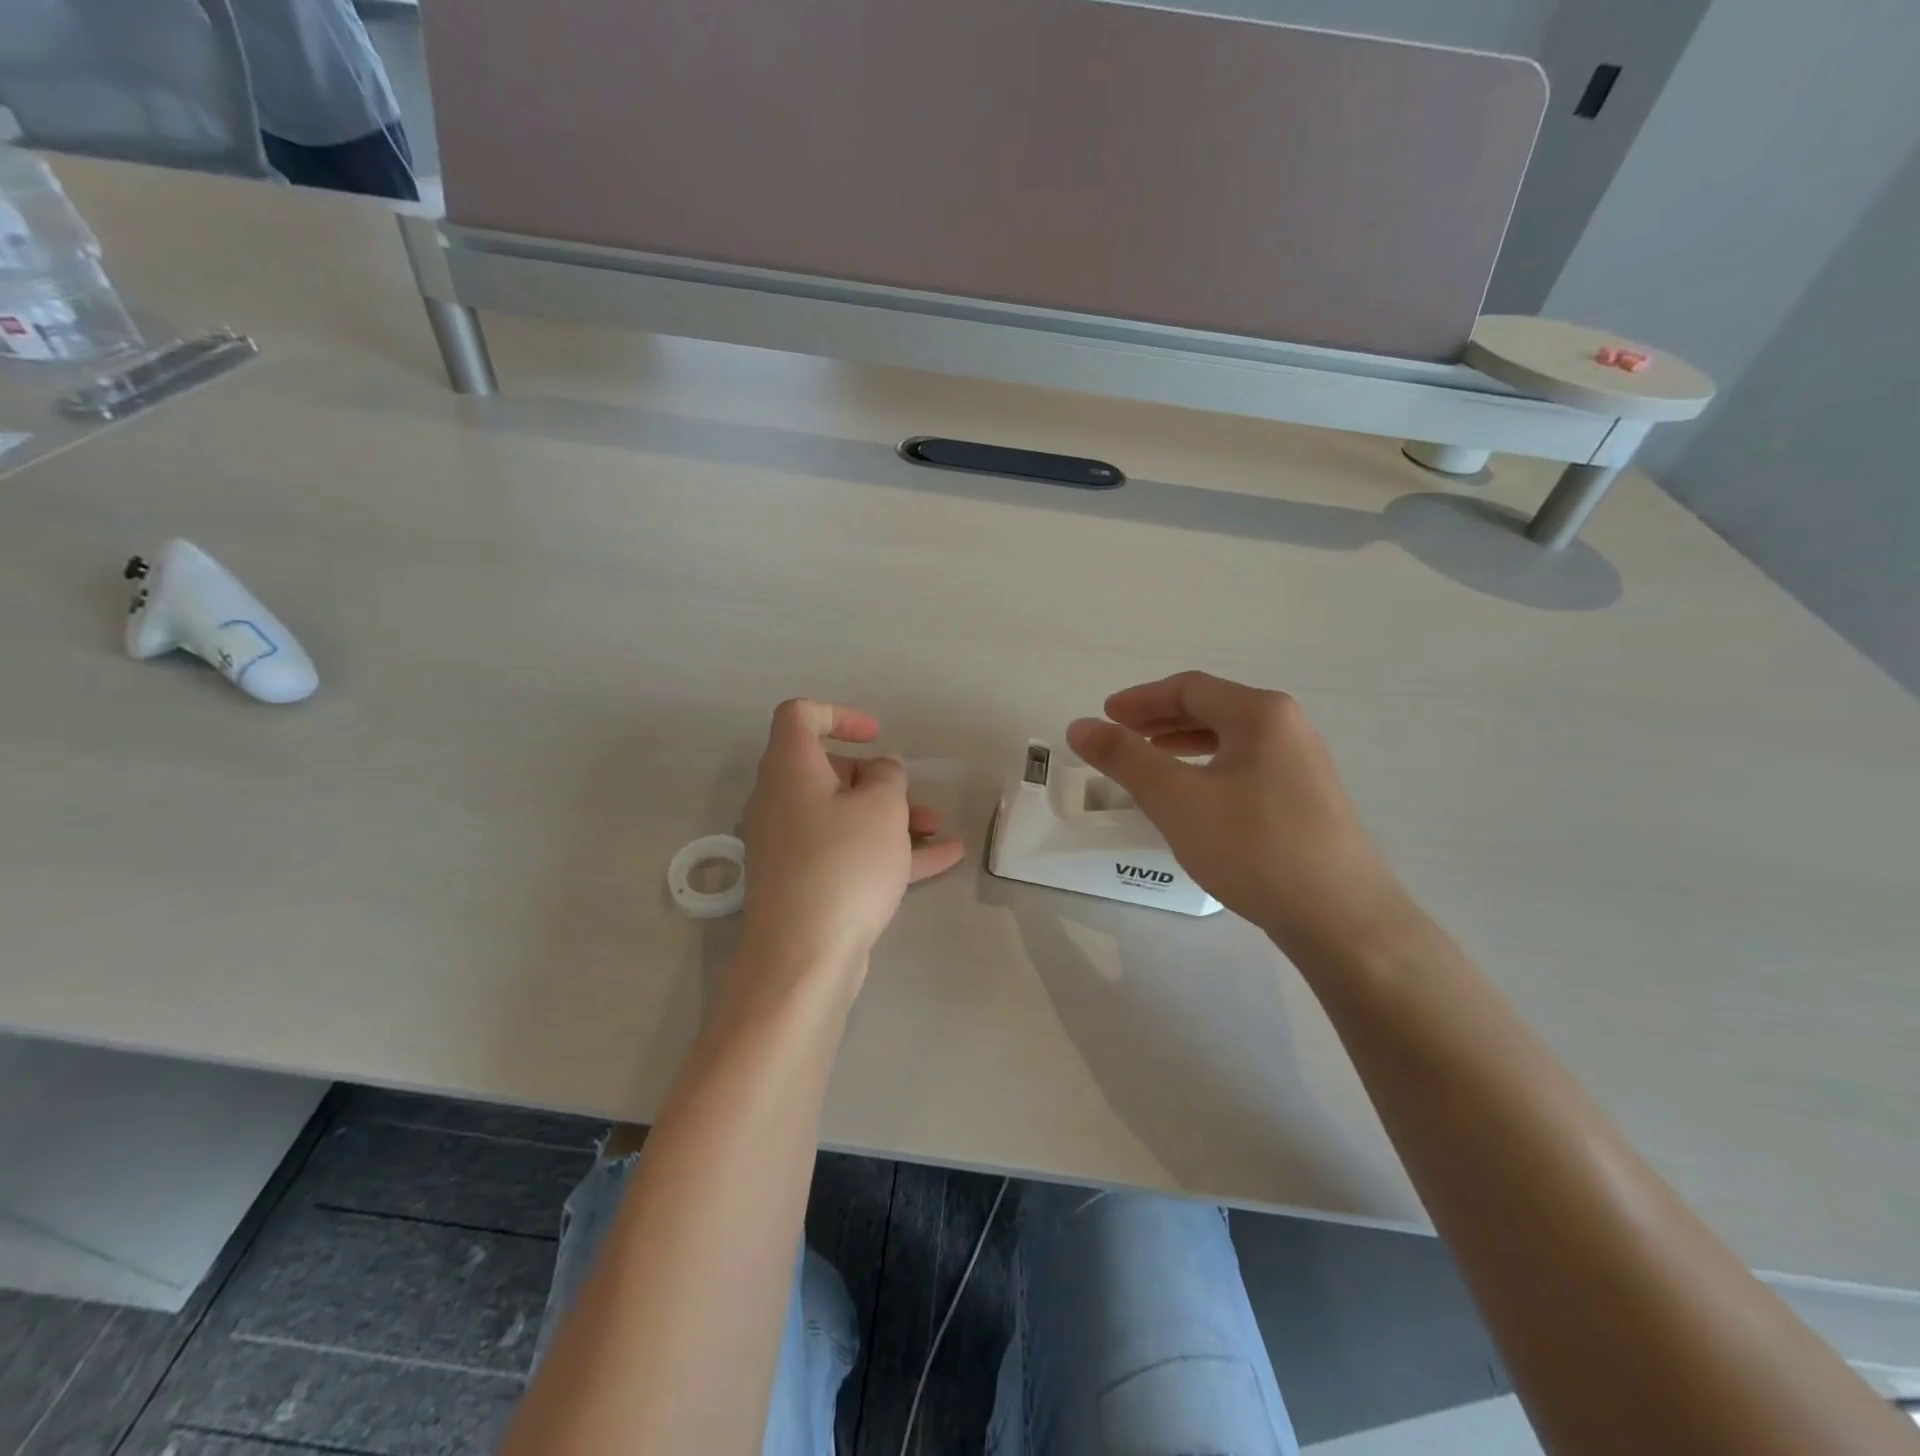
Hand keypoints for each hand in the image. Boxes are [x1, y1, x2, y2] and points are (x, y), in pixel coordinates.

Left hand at [740, 700, 964, 989]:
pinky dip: (888, 851)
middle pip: (829, 771)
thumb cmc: (843, 864)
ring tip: (937, 828)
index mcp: (790, 769)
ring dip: (891, 817)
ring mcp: (792, 846)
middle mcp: (782, 801)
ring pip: (844, 816)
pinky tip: (943, 858)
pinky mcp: (806, 883)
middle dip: (879, 780)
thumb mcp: (881, 807)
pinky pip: (849, 853)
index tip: (877, 736)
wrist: (804, 956)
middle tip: (911, 797)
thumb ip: (887, 776)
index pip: (799, 716)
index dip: (840, 715)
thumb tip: (880, 773)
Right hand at [1067, 672, 1413, 961]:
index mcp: (1260, 714)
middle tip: (1121, 735)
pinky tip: (1196, 797)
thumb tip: (1080, 726)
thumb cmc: (1253, 847)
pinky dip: (1210, 768)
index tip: (1105, 716)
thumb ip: (1125, 758)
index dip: (1140, 699)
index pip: (1189, 688)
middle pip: (1212, 708)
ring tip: (1151, 762)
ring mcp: (1303, 764)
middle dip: (1160, 719)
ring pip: (1231, 739)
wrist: (1341, 918)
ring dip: (1184, 744)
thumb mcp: (1176, 799)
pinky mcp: (1308, 799)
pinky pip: (1247, 766)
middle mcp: (1287, 727)